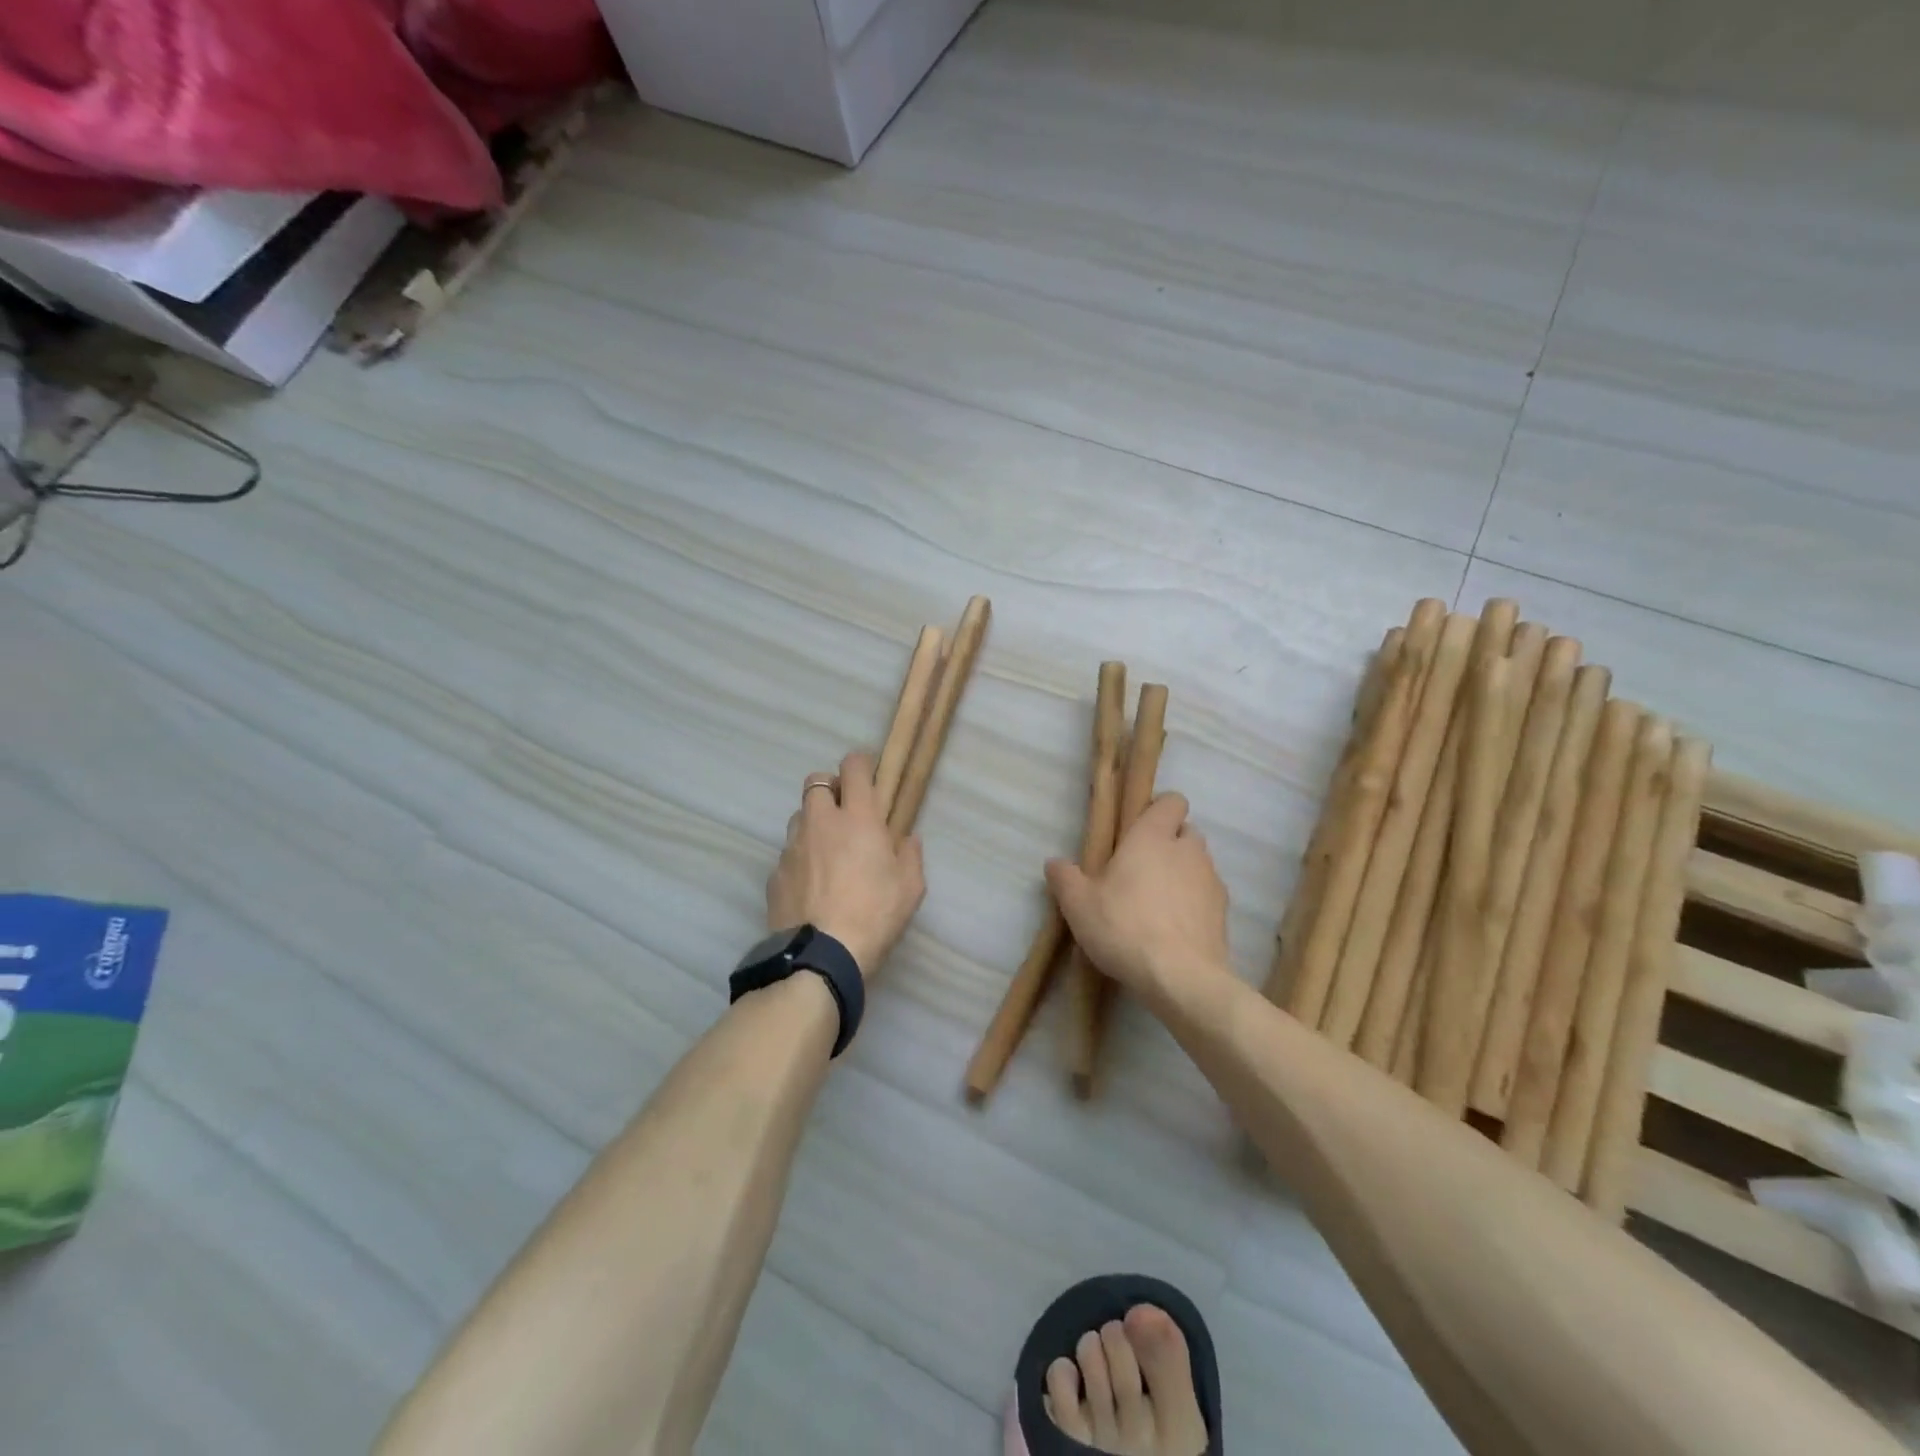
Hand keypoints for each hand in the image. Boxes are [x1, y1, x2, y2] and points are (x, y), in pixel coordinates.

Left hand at [767, 751, 926, 978]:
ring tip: (828, 850)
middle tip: (846, 813)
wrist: (821, 956)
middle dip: (831, 788)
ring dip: (813, 822)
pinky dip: (800, 858)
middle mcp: (820, 822)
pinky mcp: (775, 873)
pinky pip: (788, 853)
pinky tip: (812, 885)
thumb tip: (907, 839)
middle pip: (816, 781)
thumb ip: (910, 855)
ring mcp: (792, 847)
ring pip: (799, 816)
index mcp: (857, 817)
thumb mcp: (910, 887)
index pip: (853, 767)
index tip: (869, 774)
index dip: (861, 764)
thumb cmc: (875, 915)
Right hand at [1045, 793, 1231, 1009]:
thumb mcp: (1078, 904)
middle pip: (1186, 831)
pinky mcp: (1224, 912)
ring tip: (1157, 904)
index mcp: (1153, 836)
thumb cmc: (1124, 927)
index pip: (1172, 801)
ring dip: (1183, 874)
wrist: (1181, 977)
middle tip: (1141, 869)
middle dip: (1169, 843)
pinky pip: (1208, 895)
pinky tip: (1174, 929)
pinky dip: (1195, 904)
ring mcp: (1211, 880)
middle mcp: (1187, 850)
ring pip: (1199, 864)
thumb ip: (1065, 878)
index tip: (1138, 829)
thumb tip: (1054, 863)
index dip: (1159, 810)